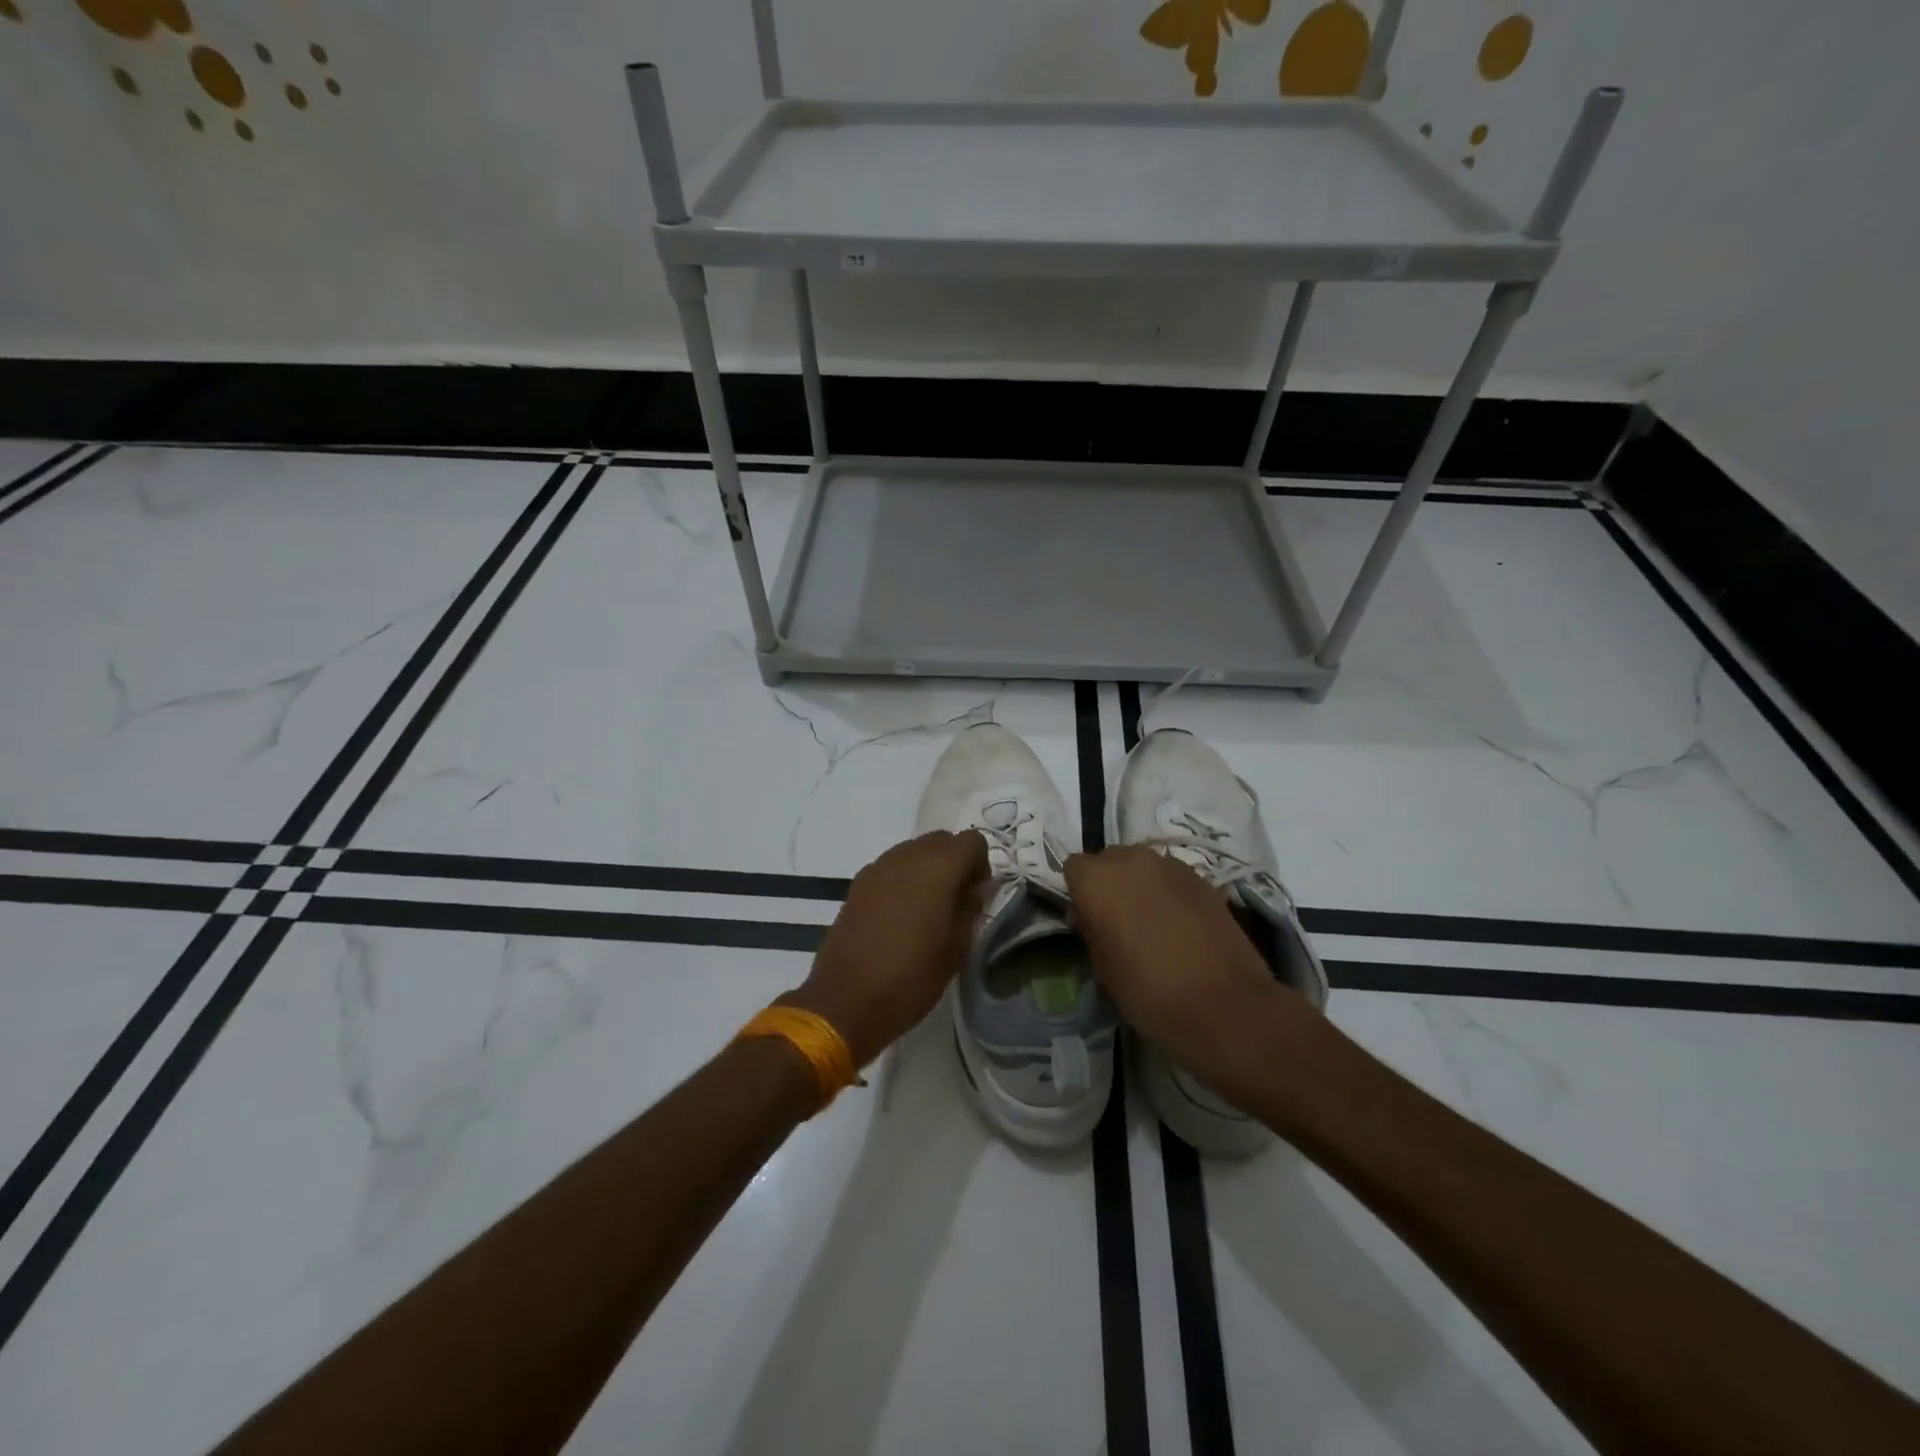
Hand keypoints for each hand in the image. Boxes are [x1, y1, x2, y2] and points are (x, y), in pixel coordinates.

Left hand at [785, 830, 989, 1067]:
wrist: (847, 999)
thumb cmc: (913, 976)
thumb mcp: (957, 948)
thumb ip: (970, 908)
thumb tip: (973, 889)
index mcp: (939, 867)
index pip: (973, 841)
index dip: (980, 864)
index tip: (976, 894)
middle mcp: (908, 855)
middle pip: (942, 840)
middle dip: (954, 862)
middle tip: (955, 900)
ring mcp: (879, 866)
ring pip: (914, 851)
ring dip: (927, 869)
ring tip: (926, 909)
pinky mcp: (859, 882)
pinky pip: (892, 867)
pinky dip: (903, 880)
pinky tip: (900, 915)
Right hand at [1065, 846, 1310, 1086]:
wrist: (1226, 1006)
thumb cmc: (1150, 991)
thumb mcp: (1103, 968)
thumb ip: (1091, 930)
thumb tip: (1090, 915)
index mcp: (1098, 879)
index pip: (1074, 868)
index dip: (1079, 893)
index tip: (1088, 922)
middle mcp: (1132, 860)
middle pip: (1109, 860)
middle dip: (1109, 884)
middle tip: (1117, 923)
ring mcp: (1171, 866)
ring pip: (1142, 867)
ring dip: (1139, 887)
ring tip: (1151, 925)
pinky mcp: (1203, 879)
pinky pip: (1171, 878)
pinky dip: (1168, 894)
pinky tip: (1179, 928)